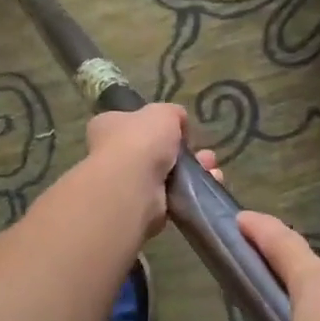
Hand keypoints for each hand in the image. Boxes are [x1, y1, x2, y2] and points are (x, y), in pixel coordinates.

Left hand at [83, 103, 220, 236]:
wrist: (133, 187)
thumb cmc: (140, 141)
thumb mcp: (162, 113)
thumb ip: (172, 113)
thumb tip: (178, 121)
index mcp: (107, 127)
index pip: (130, 123)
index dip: (154, 125)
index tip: (178, 129)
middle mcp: (112, 156)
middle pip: (153, 152)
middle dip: (183, 152)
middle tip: (204, 153)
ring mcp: (127, 184)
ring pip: (167, 175)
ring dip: (192, 171)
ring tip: (212, 168)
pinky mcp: (143, 208)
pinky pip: (172, 196)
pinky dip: (191, 191)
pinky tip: (210, 183)